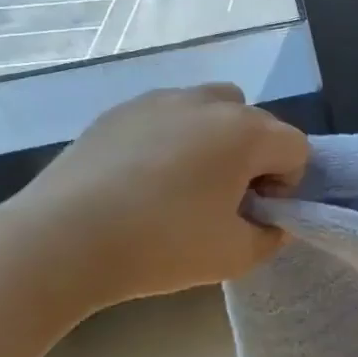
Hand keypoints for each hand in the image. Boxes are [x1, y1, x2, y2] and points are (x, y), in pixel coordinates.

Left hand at [1, 84, 307, 307]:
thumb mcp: (236, 256)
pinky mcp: (120, 110)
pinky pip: (168, 115)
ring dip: (217, 138)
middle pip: (258, 122)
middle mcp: (210, 103)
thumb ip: (272, 236)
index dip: (286, 184)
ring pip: (213, 107)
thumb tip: (273, 222)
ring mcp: (161, 100)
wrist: (61, 240)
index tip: (254, 213)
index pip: (296, 148)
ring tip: (187, 181)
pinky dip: (173, 137)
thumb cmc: (162, 245)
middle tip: (224, 200)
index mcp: (247, 132)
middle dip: (254, 158)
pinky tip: (144, 178)